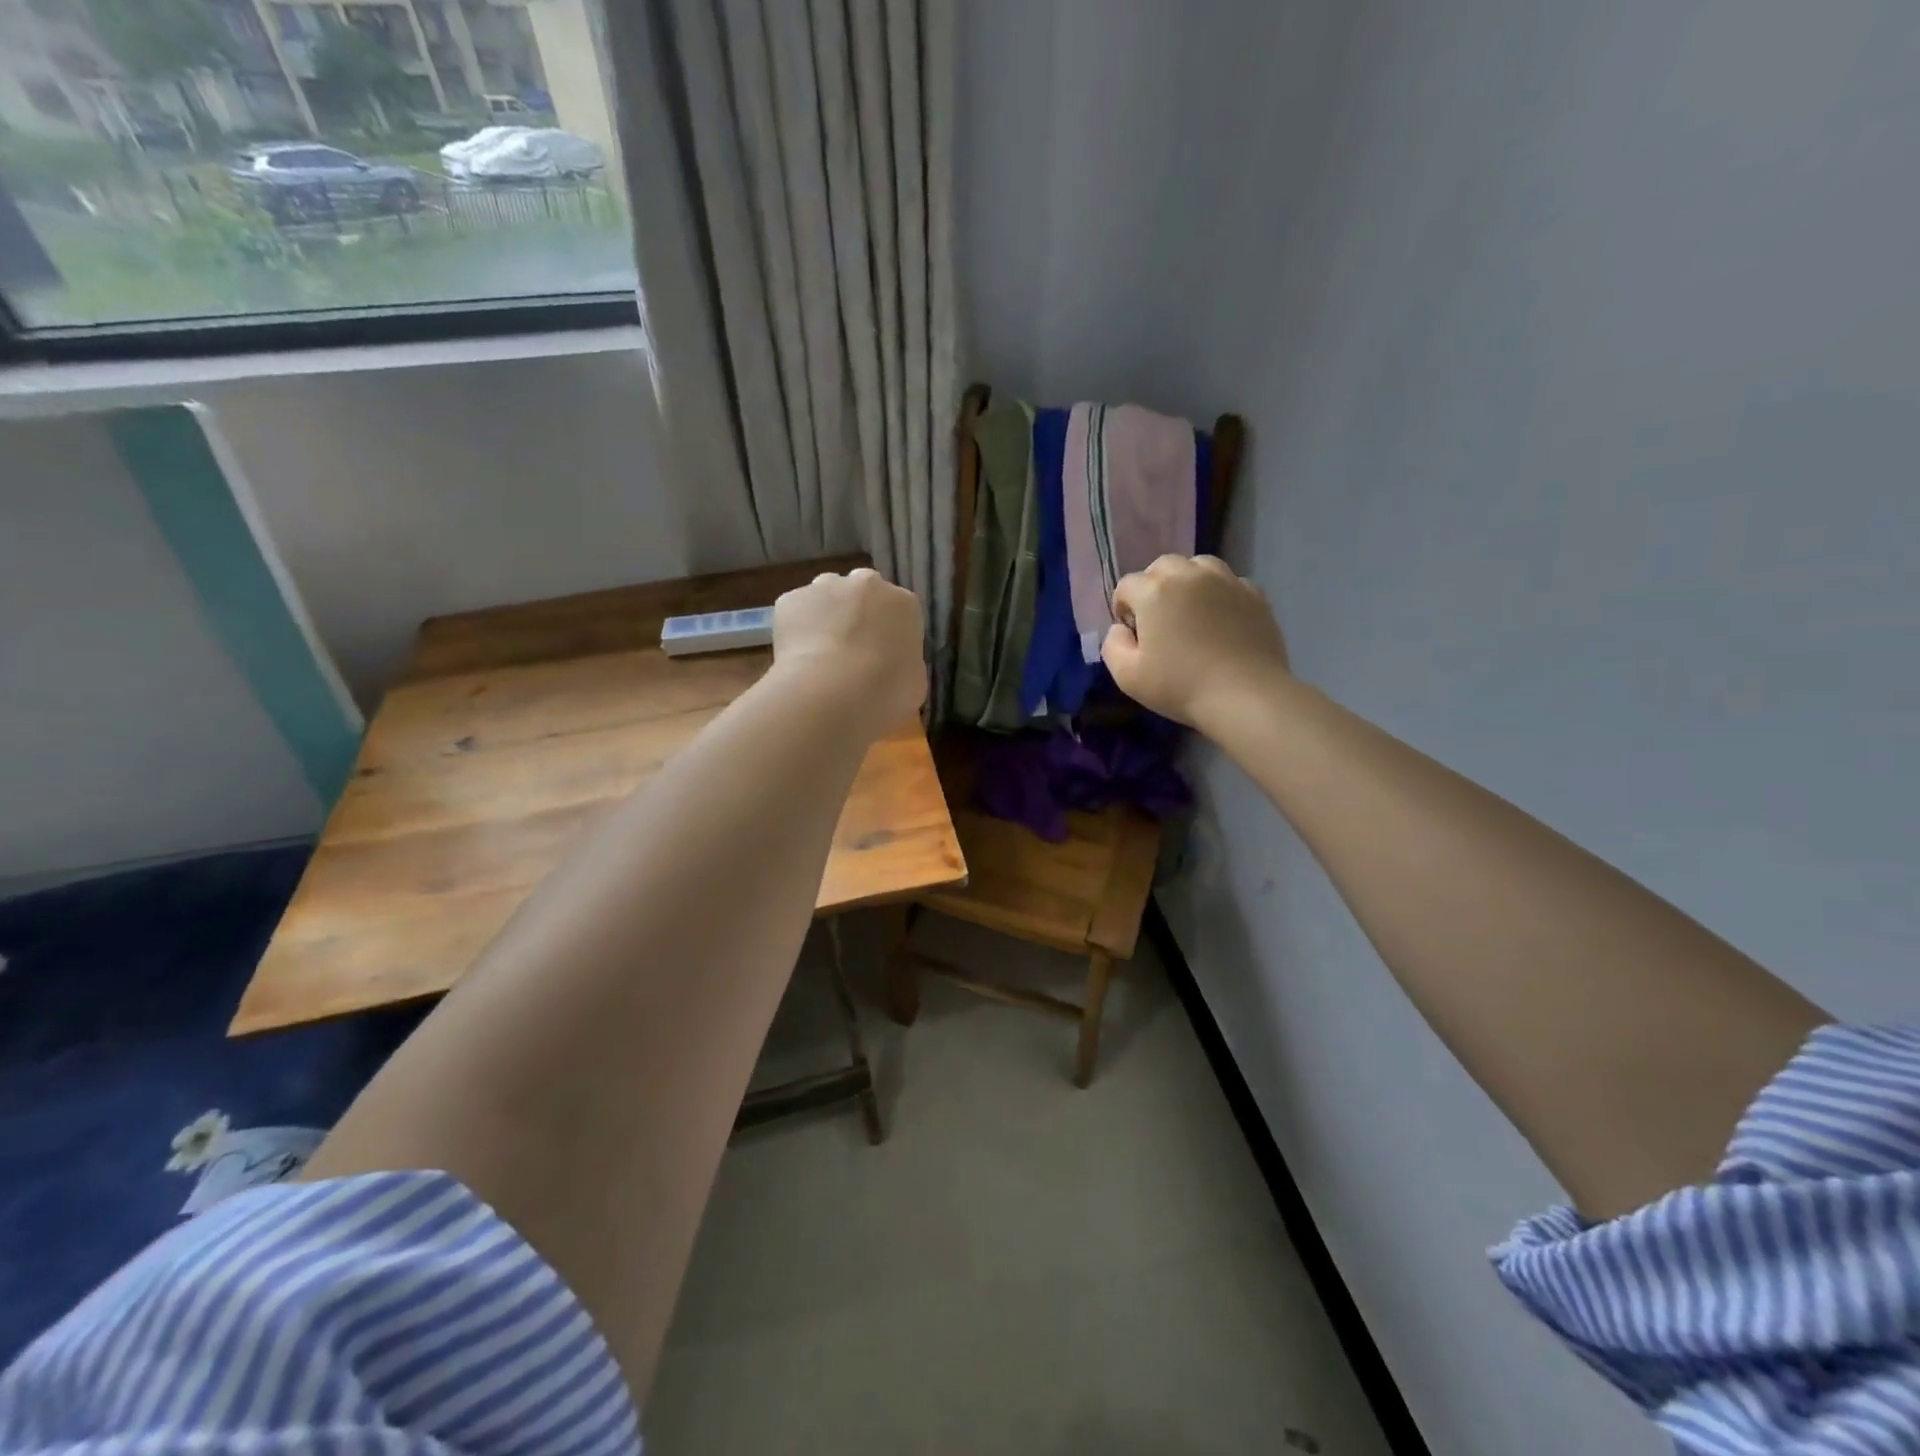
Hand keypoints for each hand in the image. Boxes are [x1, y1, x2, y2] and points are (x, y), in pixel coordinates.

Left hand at [772, 568, 926, 734]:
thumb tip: (891, 664)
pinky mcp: (790, 599)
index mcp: (904, 603)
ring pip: (826, 596)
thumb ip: (903, 662)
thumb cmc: (885, 691)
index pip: (900, 610)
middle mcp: (866, 584)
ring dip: (825, 616)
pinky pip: (795, 612)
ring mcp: (825, 587)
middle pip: (862, 593)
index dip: (890, 633)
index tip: (883, 656)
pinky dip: (796, 630)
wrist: (831, 691)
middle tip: (851, 651)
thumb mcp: (914, 683)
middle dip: (857, 615)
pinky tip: (796, 658)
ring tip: (820, 654)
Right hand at [1103, 555, 1289, 729]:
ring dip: (1187, 582)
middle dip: (1154, 587)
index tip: (1132, 633)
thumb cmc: (1181, 686)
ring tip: (1191, 612)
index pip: (1127, 585)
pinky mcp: (1255, 594)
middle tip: (1159, 619)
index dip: (1123, 607)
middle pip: (1162, 566)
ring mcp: (1226, 581)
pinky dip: (1219, 594)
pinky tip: (1221, 621)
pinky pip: (1229, 582)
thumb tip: (1120, 628)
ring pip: (1198, 566)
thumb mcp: (1127, 676)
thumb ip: (1112, 644)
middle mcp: (1190, 575)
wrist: (1246, 697)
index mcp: (1155, 591)